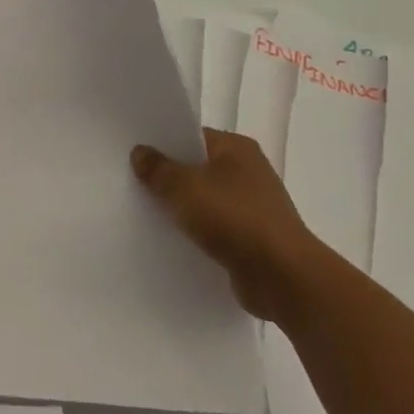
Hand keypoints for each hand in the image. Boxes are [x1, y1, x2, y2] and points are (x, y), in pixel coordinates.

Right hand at [131, 128, 322, 321]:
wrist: (282, 277)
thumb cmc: (234, 219)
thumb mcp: (184, 188)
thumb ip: (158, 169)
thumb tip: (140, 152)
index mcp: (237, 148)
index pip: (192, 136)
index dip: (163, 144)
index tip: (134, 154)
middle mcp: (247, 171)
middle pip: (197, 168)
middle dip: (168, 177)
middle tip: (131, 182)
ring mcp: (251, 206)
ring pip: (204, 200)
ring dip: (181, 208)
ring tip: (144, 212)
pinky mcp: (251, 237)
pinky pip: (213, 227)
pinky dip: (195, 232)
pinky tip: (170, 239)